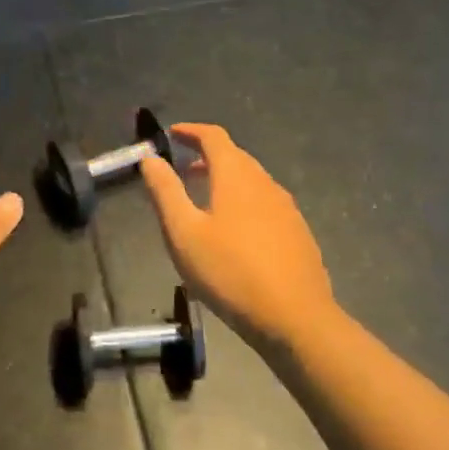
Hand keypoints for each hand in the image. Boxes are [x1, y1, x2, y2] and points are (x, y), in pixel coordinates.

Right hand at [138, 123, 338, 350]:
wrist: (295, 318)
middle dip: (206, 156)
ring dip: (225, 180)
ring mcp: (287, 208)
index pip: (214, 136)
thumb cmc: (230, 272)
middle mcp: (265, 183)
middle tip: (182, 168)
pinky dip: (243, 201)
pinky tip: (234, 232)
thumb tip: (150, 159)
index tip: (171, 134)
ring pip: (251, 181)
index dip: (191, 131)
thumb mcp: (184, 233)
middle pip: (235, 157)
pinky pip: (264, 204)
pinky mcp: (298, 232)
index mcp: (236, 176)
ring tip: (203, 200)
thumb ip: (165, 192)